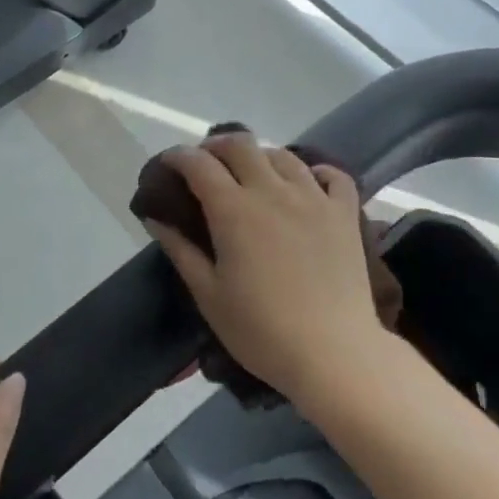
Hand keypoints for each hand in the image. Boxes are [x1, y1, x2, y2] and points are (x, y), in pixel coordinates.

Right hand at [144, 131, 386, 405]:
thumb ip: (180, 249)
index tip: (167, 164)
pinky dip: (316, 171)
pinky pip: (333, 175)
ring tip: (252, 174)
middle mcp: (273, 190)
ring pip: (283, 155)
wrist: (334, 354)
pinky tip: (307, 183)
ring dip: (259, 156)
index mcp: (234, 209)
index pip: (198, 164)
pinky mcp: (344, 212)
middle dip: (216, 146)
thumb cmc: (261, 331)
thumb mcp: (209, 295)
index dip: (177, 157)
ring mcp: (313, 197)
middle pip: (241, 145)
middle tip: (206, 165)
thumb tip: (155, 216)